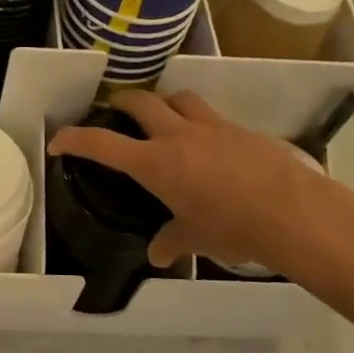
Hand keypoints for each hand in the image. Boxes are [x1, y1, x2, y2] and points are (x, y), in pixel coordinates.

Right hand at [48, 90, 333, 271]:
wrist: (294, 213)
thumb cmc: (233, 228)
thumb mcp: (195, 238)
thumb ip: (171, 241)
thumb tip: (157, 254)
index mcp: (155, 163)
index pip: (102, 144)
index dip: (74, 138)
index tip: (59, 141)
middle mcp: (178, 136)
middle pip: (140, 100)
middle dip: (121, 102)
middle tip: (114, 111)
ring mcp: (213, 127)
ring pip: (179, 98)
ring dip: (165, 103)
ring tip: (164, 119)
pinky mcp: (241, 130)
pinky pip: (212, 117)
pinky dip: (201, 123)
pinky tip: (209, 146)